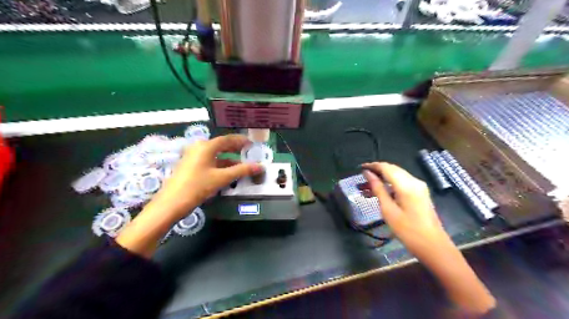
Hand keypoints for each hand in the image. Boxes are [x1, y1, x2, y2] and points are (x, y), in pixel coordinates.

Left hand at [119, 133, 263, 257]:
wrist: (171, 203)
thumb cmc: (198, 186)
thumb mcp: (222, 178)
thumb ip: (242, 170)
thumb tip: (260, 166)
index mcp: (206, 146)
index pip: (227, 139)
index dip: (241, 141)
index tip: (252, 144)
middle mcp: (199, 148)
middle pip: (221, 145)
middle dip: (236, 150)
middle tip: (249, 154)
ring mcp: (193, 157)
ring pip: (215, 155)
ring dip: (229, 159)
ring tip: (241, 166)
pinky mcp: (190, 166)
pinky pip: (209, 161)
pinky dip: (220, 165)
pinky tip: (228, 173)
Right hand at [362, 164, 496, 311]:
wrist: (433, 246)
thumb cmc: (408, 231)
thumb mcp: (388, 210)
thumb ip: (378, 189)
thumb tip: (367, 174)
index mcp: (406, 185)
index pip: (386, 167)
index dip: (372, 166)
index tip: (360, 168)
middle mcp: (414, 181)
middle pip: (392, 169)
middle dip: (376, 171)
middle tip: (362, 179)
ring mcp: (419, 186)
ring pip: (397, 175)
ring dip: (383, 178)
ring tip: (368, 187)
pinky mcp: (420, 192)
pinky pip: (402, 182)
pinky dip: (390, 184)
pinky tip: (381, 192)